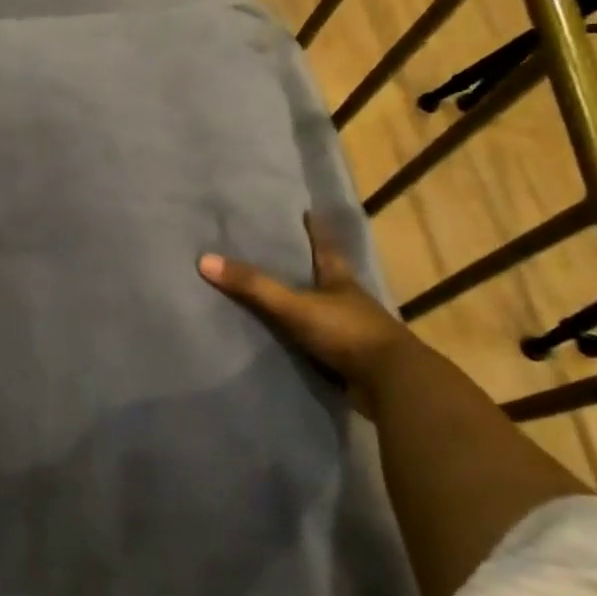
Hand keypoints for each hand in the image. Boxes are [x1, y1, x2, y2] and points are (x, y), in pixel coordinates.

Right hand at [198, 213, 418, 402]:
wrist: (392, 383)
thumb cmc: (346, 333)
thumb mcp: (294, 306)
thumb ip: (253, 286)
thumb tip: (204, 260)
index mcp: (341, 282)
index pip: (327, 249)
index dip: (317, 231)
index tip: (310, 212)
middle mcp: (351, 303)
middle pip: (329, 278)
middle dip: (312, 267)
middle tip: (288, 253)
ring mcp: (355, 333)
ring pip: (329, 312)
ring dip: (312, 306)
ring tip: (285, 298)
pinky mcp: (354, 361)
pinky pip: (326, 344)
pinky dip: (311, 341)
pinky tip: (295, 343)